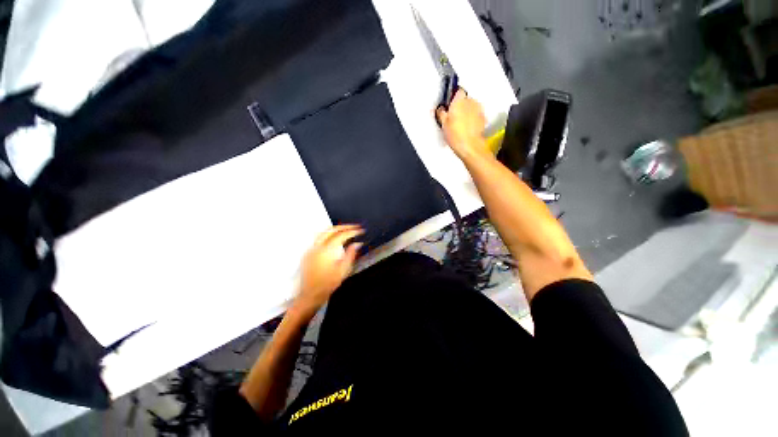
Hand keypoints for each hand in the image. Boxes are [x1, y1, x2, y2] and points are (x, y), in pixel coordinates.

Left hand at [293, 225, 363, 316]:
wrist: (311, 294)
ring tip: (346, 230)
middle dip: (344, 226)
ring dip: (336, 229)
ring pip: (324, 231)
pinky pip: (319, 238)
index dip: (353, 231)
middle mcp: (317, 246)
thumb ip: (351, 254)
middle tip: (355, 227)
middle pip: (332, 229)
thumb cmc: (328, 284)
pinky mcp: (309, 252)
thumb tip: (357, 243)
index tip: (361, 231)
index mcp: (327, 250)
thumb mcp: (343, 270)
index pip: (342, 235)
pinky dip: (329, 234)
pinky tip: (335, 238)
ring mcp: (311, 249)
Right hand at [436, 89, 487, 159]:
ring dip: (466, 112)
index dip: (452, 97)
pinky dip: (472, 119)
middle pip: (464, 99)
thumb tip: (440, 110)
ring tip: (458, 124)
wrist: (469, 145)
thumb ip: (441, 113)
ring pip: (471, 107)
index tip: (449, 102)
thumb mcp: (443, 124)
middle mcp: (470, 102)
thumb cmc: (457, 135)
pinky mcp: (482, 118)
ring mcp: (478, 109)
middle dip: (459, 106)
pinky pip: (476, 115)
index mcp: (459, 100)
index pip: (457, 90)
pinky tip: (465, 128)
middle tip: (452, 116)